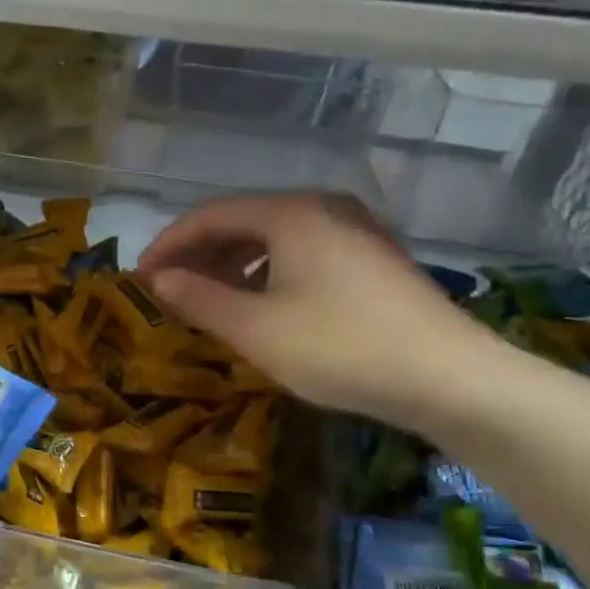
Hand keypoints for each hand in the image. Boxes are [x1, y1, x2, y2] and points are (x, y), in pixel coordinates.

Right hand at [136, 192, 499, 430]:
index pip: (210, 215)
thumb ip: (199, 298)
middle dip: (199, 254)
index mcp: (291, 213)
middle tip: (168, 289)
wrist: (450, 378)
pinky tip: (259, 305)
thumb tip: (159, 278)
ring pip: (273, 239)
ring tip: (206, 299)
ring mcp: (354, 232)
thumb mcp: (255, 328)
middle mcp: (323, 209)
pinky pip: (301, 254)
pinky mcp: (372, 260)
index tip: (140, 276)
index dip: (169, 243)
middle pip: (243, 221)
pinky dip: (267, 273)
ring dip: (232, 265)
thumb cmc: (339, 347)